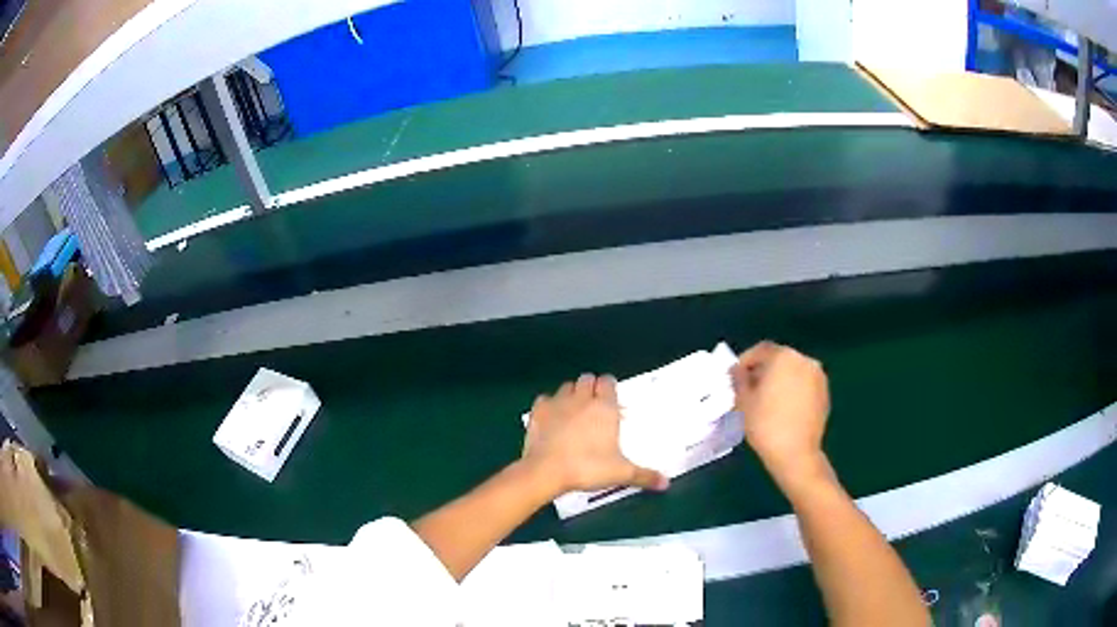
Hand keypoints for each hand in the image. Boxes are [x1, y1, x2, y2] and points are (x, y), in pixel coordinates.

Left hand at [523, 374, 668, 495]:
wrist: (547, 470)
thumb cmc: (588, 468)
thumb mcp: (621, 473)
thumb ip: (644, 476)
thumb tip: (666, 483)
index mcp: (604, 407)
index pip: (608, 381)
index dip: (609, 388)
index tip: (611, 400)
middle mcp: (582, 398)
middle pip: (587, 379)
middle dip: (591, 387)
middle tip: (594, 406)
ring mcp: (557, 401)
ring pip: (567, 386)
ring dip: (572, 394)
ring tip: (574, 411)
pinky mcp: (538, 410)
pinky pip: (545, 399)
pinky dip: (550, 405)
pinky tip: (552, 418)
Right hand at [731, 341, 830, 485]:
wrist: (796, 453)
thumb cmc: (766, 424)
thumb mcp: (743, 401)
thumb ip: (739, 379)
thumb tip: (738, 370)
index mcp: (783, 356)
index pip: (761, 350)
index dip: (746, 360)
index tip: (735, 376)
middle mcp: (804, 360)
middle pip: (779, 359)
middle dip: (763, 370)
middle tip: (749, 388)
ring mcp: (818, 376)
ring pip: (793, 372)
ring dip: (779, 380)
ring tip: (766, 400)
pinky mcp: (825, 393)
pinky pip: (804, 385)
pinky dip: (793, 390)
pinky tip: (783, 409)